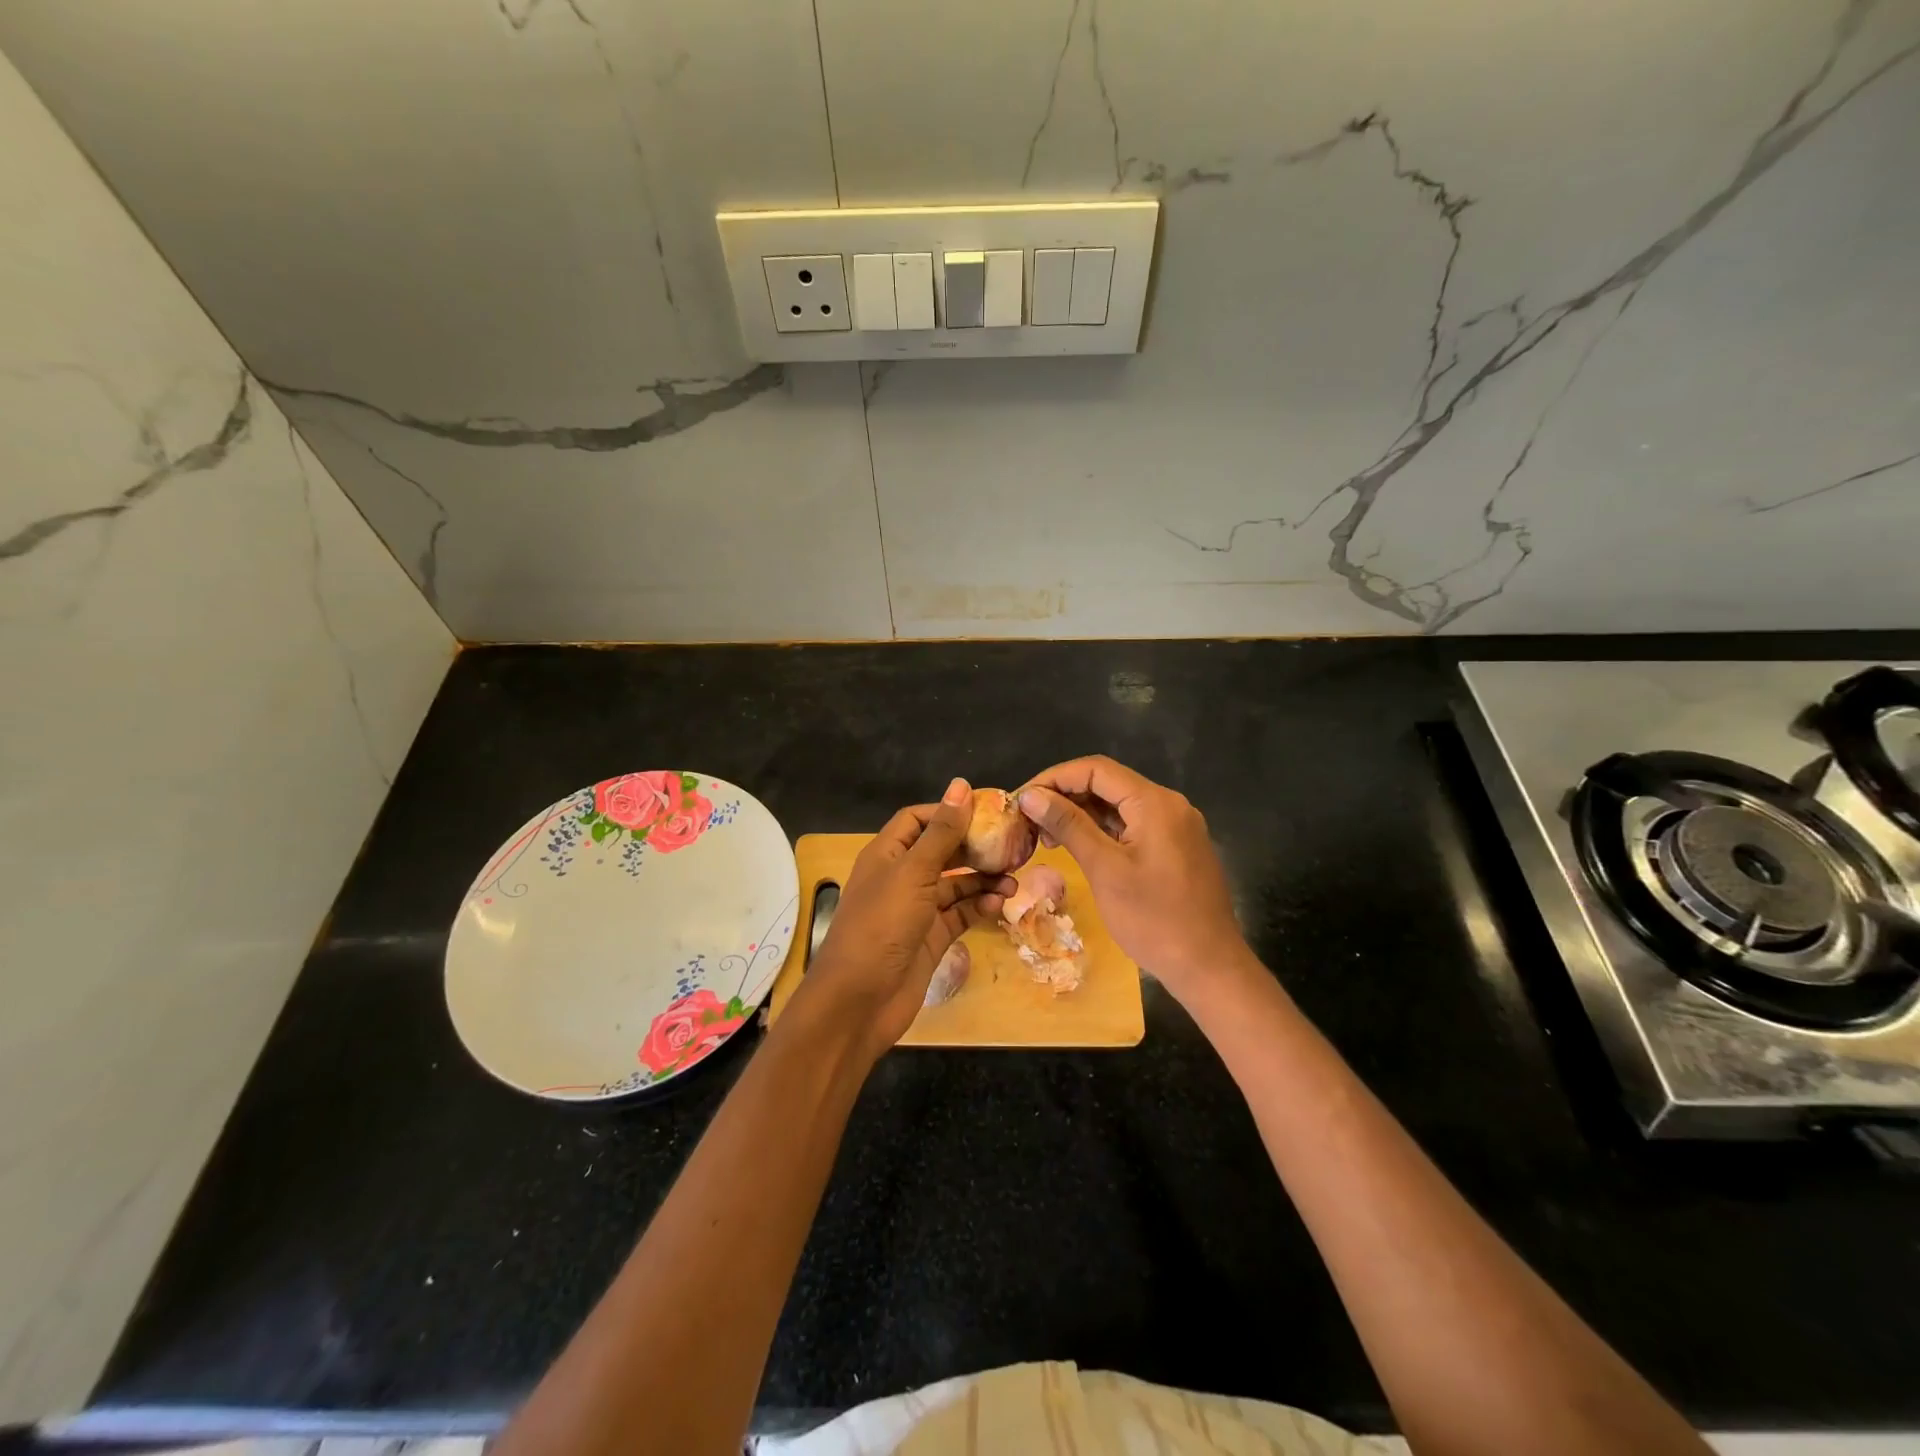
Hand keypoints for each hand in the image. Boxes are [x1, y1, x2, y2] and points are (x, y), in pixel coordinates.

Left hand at [803, 777, 1012, 1057]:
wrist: (859, 1000)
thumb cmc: (882, 925)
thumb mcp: (913, 872)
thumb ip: (942, 832)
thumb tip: (961, 785)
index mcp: (887, 854)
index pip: (918, 820)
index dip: (948, 812)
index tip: (986, 811)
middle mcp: (901, 877)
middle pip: (941, 851)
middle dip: (974, 848)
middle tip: (1011, 846)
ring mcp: (916, 910)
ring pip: (955, 885)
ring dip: (982, 880)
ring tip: (1013, 880)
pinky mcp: (930, 939)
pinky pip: (959, 914)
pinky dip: (979, 907)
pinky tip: (1000, 905)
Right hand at [1017, 756, 1244, 996]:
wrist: (1209, 967)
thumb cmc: (1153, 919)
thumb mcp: (1104, 869)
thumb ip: (1068, 825)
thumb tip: (1030, 795)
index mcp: (1155, 803)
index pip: (1096, 770)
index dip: (1055, 778)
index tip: (1023, 799)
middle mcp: (1169, 804)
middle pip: (1108, 784)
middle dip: (1065, 796)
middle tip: (1030, 821)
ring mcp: (1175, 826)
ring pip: (1119, 806)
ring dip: (1081, 815)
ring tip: (1046, 837)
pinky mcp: (1175, 847)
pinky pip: (1132, 825)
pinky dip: (1102, 831)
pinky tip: (1077, 846)